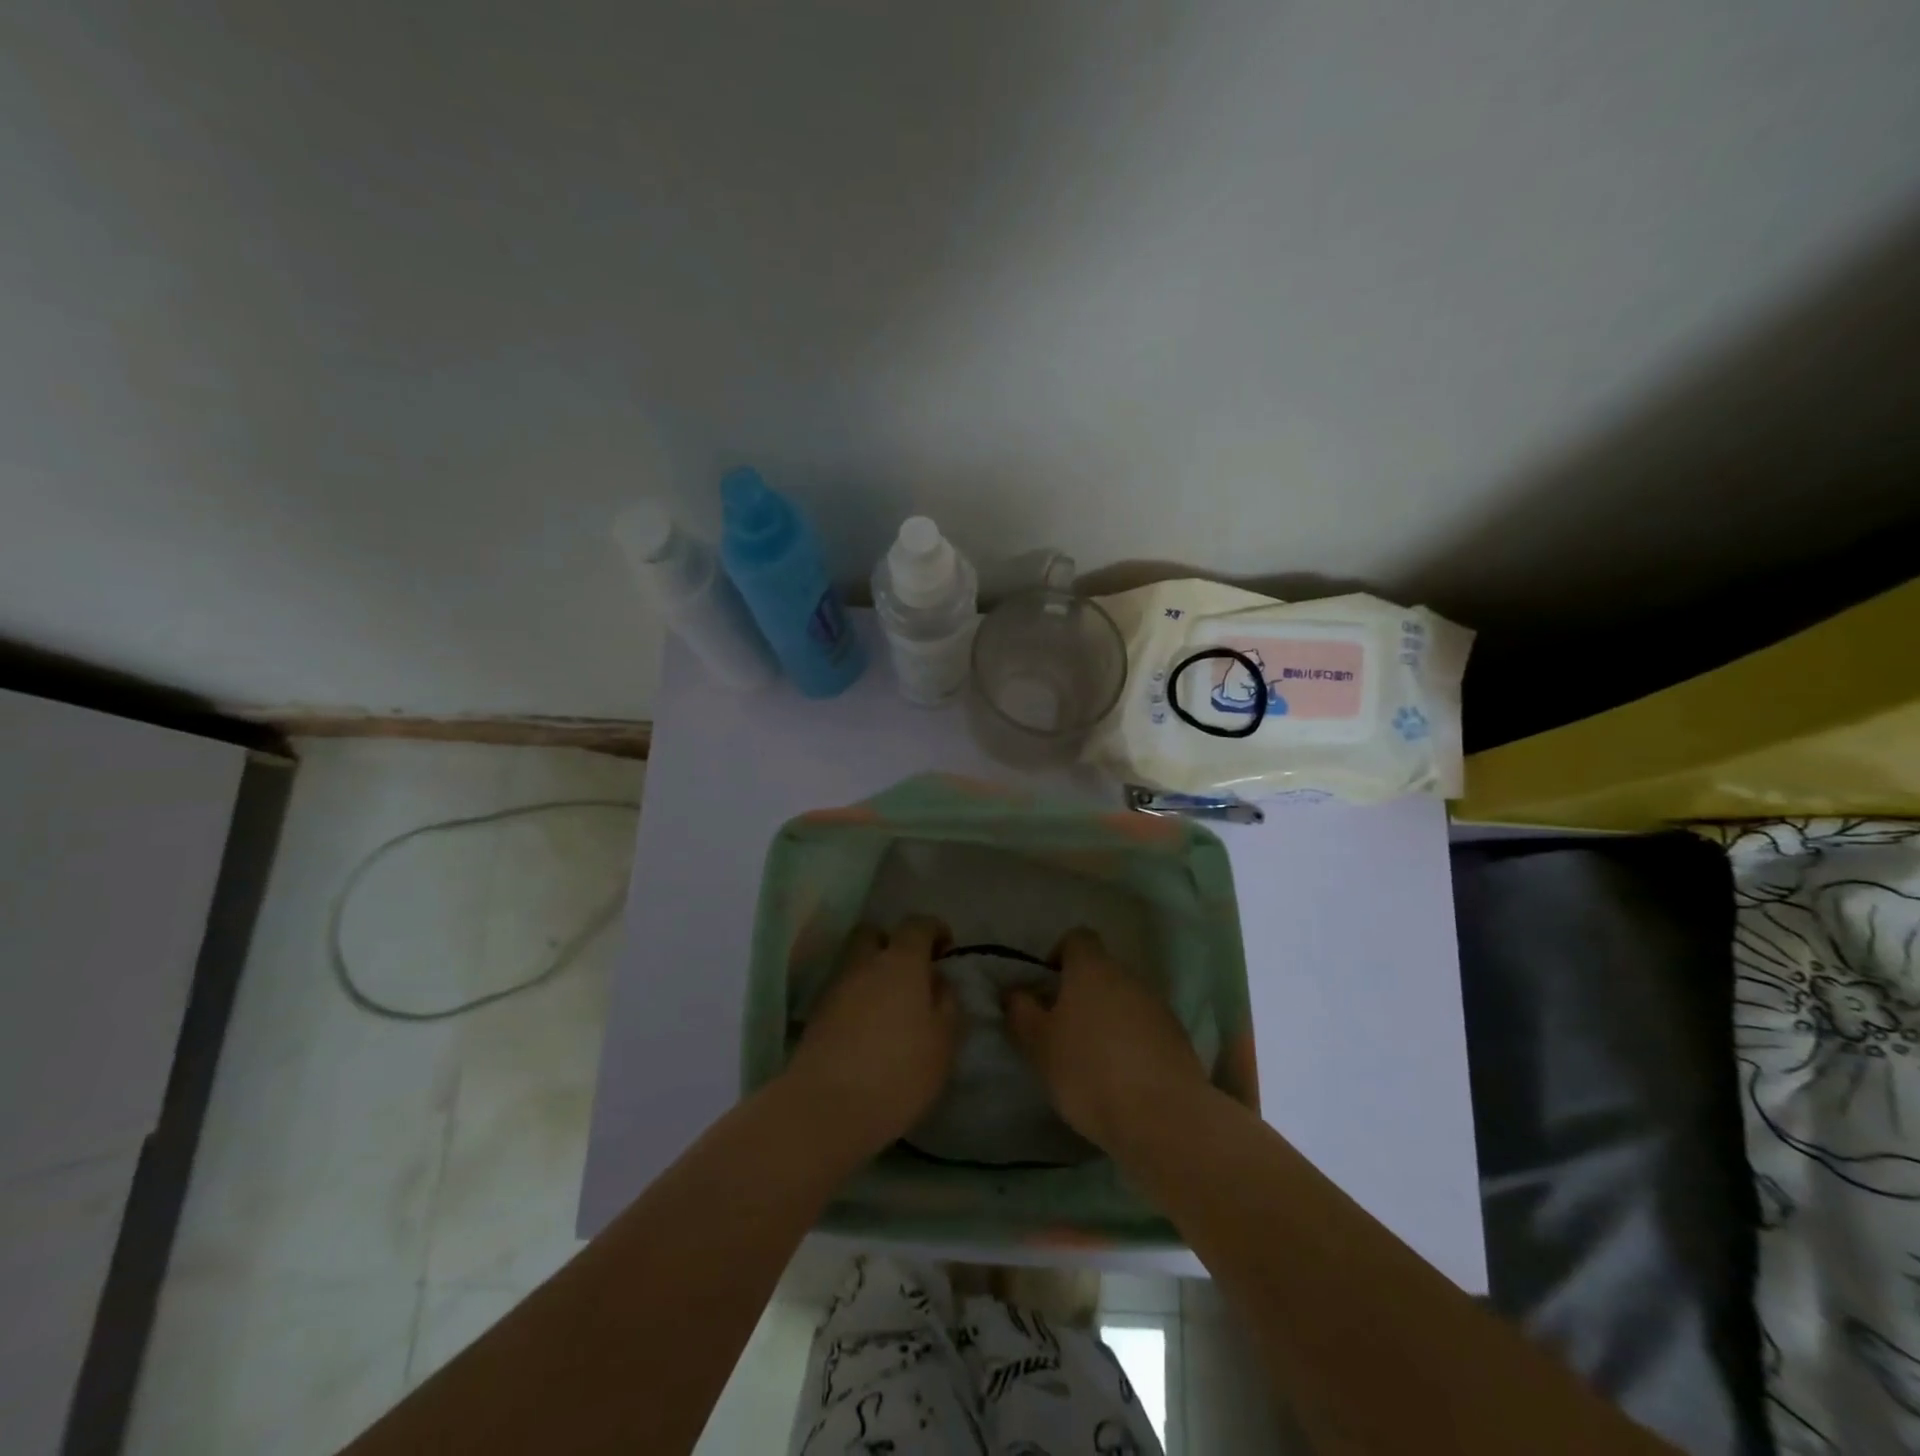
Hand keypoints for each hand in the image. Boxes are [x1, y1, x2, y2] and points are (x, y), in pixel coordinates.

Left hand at [783, 917, 962, 1157]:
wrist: (826, 1107)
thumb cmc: (899, 1072)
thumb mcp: (943, 1041)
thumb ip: (947, 1003)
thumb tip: (938, 981)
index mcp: (900, 961)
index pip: (917, 924)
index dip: (934, 930)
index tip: (946, 950)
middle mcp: (864, 963)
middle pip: (874, 934)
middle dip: (892, 943)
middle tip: (911, 974)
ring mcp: (835, 987)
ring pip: (855, 962)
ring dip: (872, 973)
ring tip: (891, 1006)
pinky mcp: (816, 1015)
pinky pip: (842, 991)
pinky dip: (857, 998)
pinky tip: (869, 1028)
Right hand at [1004, 927, 1209, 1151]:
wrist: (1163, 1117)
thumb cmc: (1089, 1071)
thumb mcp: (1038, 1045)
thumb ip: (1021, 1011)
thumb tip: (1015, 991)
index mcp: (1093, 968)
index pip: (1077, 938)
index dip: (1059, 956)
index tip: (1046, 989)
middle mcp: (1128, 976)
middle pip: (1101, 971)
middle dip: (1081, 994)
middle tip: (1062, 1031)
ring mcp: (1158, 1006)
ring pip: (1124, 1000)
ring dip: (1107, 1019)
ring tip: (1091, 1060)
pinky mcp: (1178, 1038)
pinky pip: (1145, 1028)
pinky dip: (1131, 1043)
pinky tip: (1121, 1078)